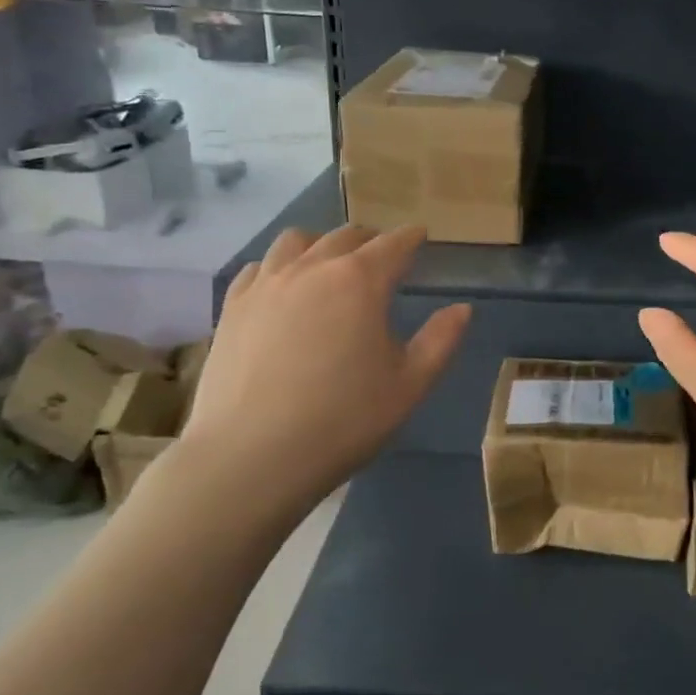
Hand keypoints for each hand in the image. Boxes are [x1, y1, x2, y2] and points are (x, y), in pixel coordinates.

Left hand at [179, 225, 470, 513]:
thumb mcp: (409, 386)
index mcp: (361, 281)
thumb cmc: (342, 421)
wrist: (249, 458)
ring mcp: (266, 285)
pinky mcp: (232, 308)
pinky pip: (258, 268)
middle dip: (369, 240)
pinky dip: (278, 267)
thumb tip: (462, 309)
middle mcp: (313, 268)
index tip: (420, 236)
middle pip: (345, 236)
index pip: (393, 244)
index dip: (411, 237)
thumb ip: (440, 341)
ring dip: (320, 245)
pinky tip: (282, 289)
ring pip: (296, 241)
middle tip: (381, 256)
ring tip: (329, 265)